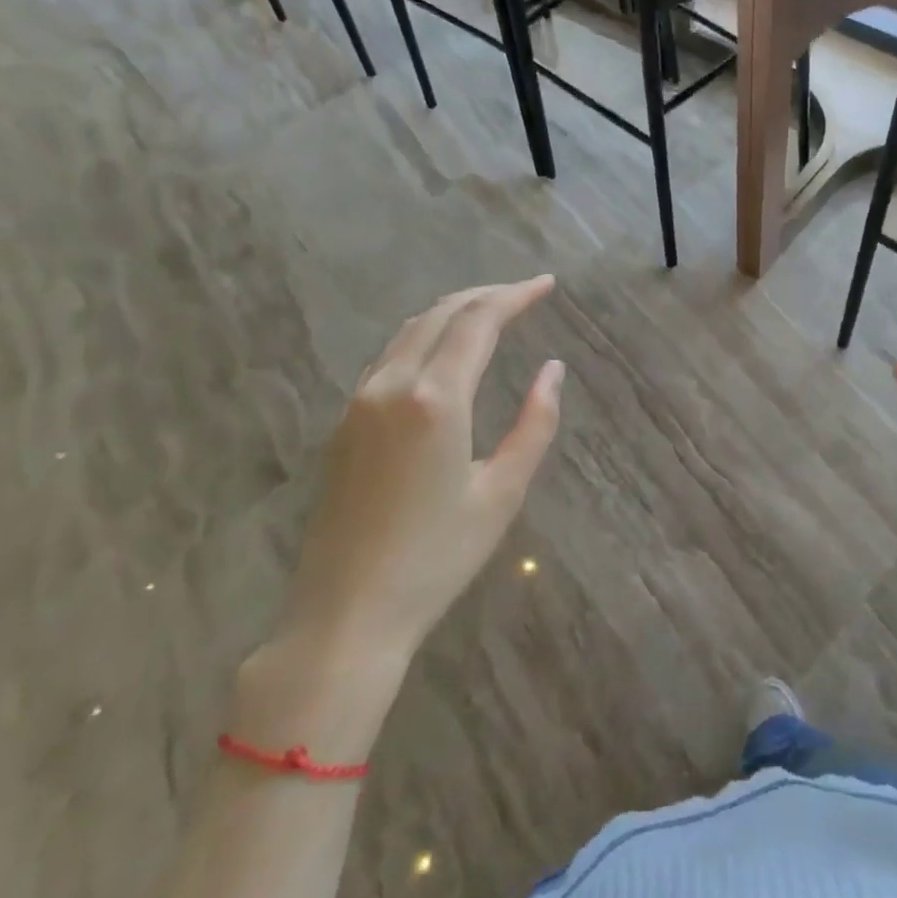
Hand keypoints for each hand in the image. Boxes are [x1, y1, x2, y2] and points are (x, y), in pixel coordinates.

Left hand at [273, 275, 563, 665]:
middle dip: (485, 295)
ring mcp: (359, 403)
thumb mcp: (503, 492)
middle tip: (525, 293)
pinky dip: (424, 337)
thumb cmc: (438, 557)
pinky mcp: (343, 424)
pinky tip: (444, 354)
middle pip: (440, 314)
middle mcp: (391, 386)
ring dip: (452, 312)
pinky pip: (388, 357)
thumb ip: (535, 423)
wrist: (347, 613)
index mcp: (436, 399)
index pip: (478, 321)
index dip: (515, 296)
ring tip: (491, 313)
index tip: (547, 284)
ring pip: (409, 331)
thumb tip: (552, 370)